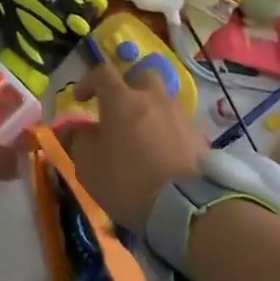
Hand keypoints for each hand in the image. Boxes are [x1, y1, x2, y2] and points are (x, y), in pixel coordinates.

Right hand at [65, 59, 202, 226]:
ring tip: (143, 139)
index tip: (81, 99)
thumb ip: (79, 141)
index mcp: (121, 100)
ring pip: (163, 101)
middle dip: (129, 87)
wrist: (187, 207)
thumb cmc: (128, 181)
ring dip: (151, 112)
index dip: (88, 81)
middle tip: (120, 110)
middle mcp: (153, 98)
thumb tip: (79, 130)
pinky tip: (164, 156)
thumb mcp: (88, 166)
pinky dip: (169, 133)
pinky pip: (179, 125)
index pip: (103, 72)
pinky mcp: (200, 137)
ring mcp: (180, 116)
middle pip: (142, 76)